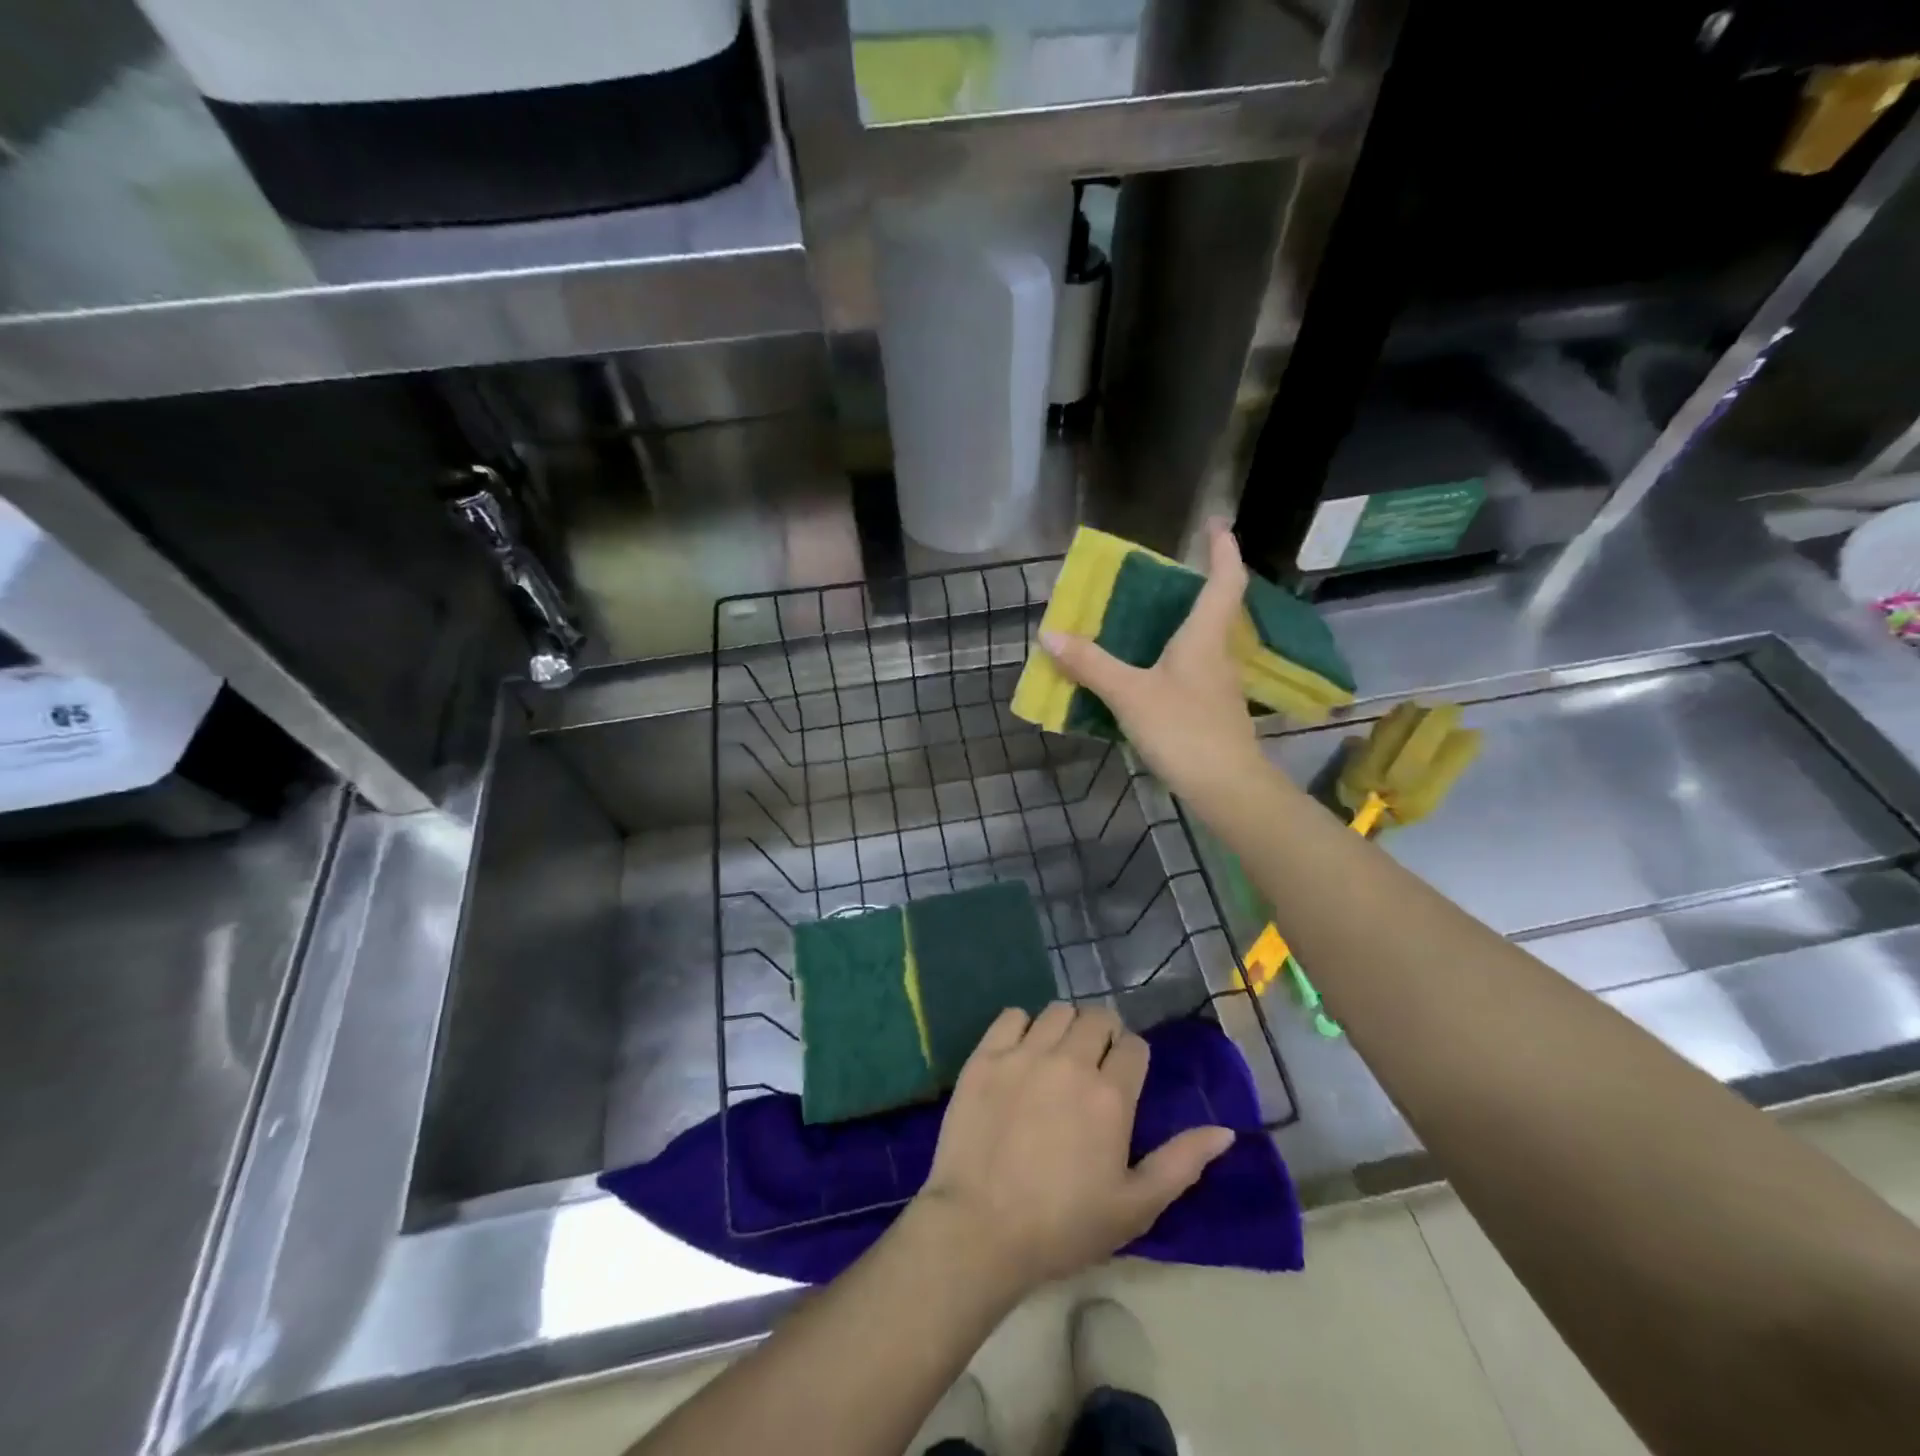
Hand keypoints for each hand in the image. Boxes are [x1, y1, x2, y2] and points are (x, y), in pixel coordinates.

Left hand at [913, 1003, 1233, 1296]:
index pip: (1134, 1046)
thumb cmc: (1063, 1226)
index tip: (1123, 1079)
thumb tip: (1225, 1131)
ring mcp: (1024, 1054)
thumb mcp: (1134, 1207)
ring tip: (1058, 1056)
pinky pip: (1012, 1016)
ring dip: (1066, 1027)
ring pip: (1057, 1011)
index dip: (1132, 1059)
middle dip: (1103, 1034)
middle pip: (1098, 1017)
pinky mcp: (986, 1055)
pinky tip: (1021, 1054)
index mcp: (1111, 1095)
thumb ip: (1182, 1163)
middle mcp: (1071, 1061)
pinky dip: (1022, 1027)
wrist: (980, 1228)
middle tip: (1093, 1065)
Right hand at [1040, 519, 1266, 816]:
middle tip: (1157, 579)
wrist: (1226, 788)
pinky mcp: (1211, 712)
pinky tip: (1144, 676)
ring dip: (1178, 627)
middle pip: (1213, 611)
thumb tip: (1050, 634)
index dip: (1223, 549)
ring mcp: (1217, 686)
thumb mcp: (1130, 694)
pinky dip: (1169, 663)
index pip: (1225, 581)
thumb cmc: (1184, 730)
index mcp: (1204, 638)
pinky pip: (1189, 673)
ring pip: (1200, 644)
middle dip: (1193, 588)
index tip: (1216, 524)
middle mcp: (1217, 655)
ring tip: (1141, 623)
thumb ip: (1091, 664)